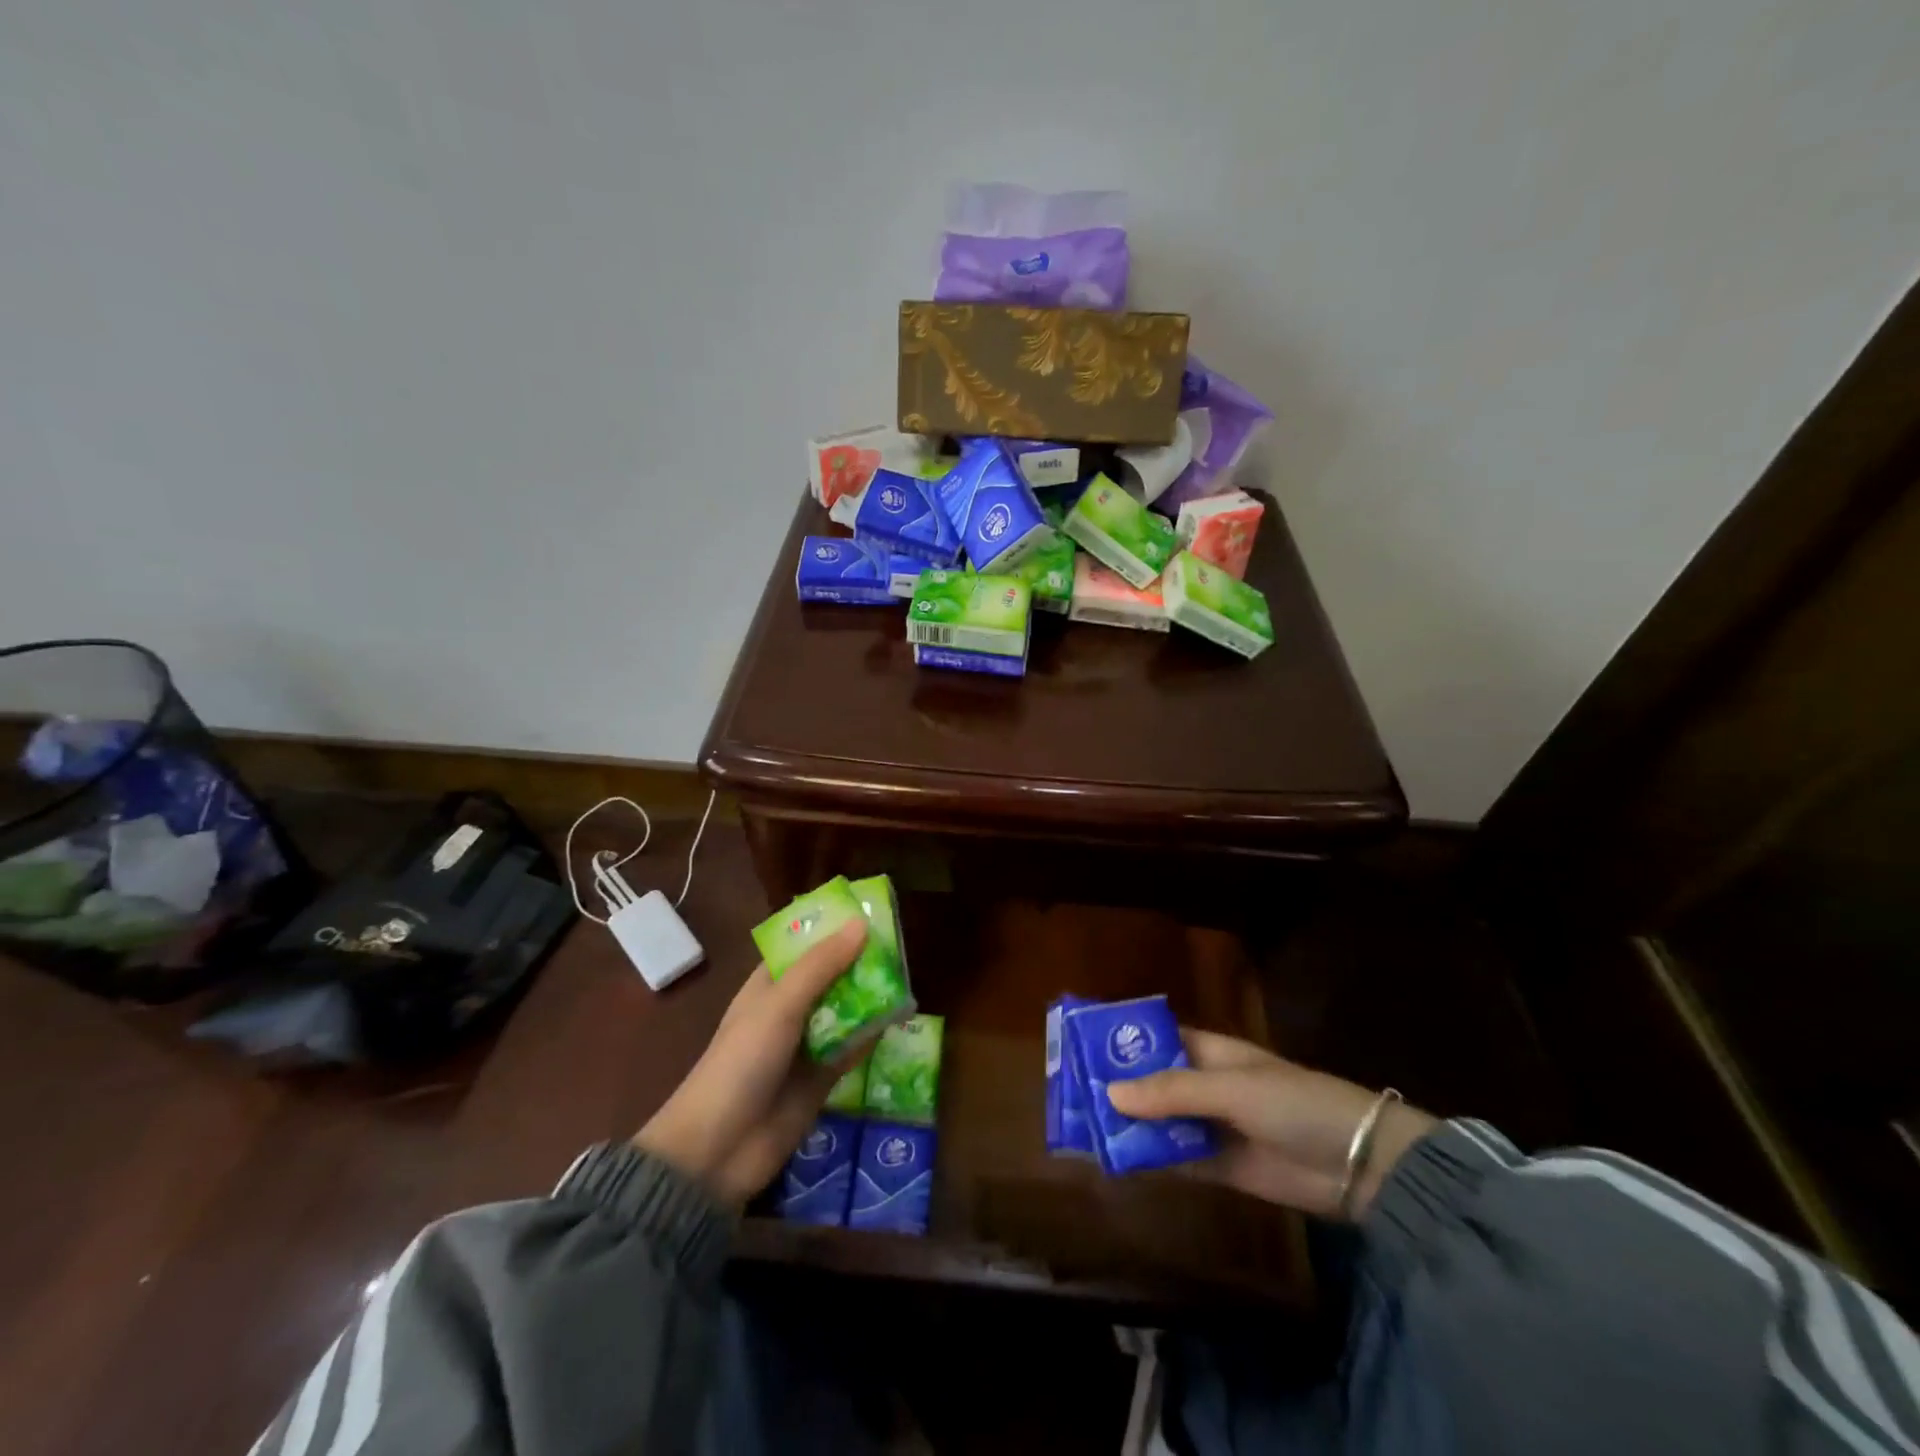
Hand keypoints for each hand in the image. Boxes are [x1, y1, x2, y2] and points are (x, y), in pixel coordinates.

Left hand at [633, 920, 876, 1207]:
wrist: (718, 1150)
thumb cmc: (741, 1062)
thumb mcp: (780, 1005)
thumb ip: (821, 966)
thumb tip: (861, 923)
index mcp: (768, 985)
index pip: (804, 947)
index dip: (833, 929)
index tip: (870, 911)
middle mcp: (789, 1010)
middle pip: (830, 977)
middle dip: (860, 962)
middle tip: (900, 942)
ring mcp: (806, 1045)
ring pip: (845, 1011)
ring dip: (871, 996)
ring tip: (909, 973)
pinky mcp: (822, 1078)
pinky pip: (853, 1048)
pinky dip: (873, 1034)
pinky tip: (901, 1018)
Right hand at [1105, 1030, 1437, 1220]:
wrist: (1359, 1166)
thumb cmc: (1294, 1103)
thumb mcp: (1231, 1088)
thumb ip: (1172, 1092)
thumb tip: (1110, 1094)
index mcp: (1211, 1052)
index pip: (1157, 1039)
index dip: (1122, 1041)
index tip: (1080, 1046)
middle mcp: (1207, 1085)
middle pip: (1153, 1081)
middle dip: (1118, 1086)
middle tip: (1070, 1093)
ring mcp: (1213, 1126)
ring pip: (1160, 1121)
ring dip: (1129, 1124)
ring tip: (1082, 1129)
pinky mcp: (1221, 1166)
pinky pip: (1177, 1158)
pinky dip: (1150, 1158)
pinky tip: (1117, 1160)